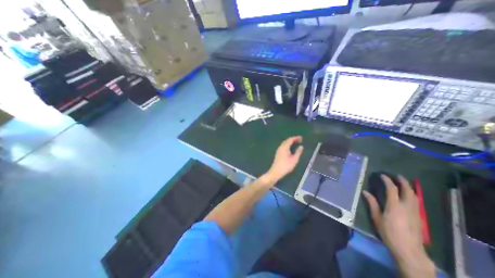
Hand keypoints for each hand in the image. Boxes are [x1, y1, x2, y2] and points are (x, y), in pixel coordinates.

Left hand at [265, 136, 303, 181]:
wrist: (276, 172)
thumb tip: (301, 146)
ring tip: (296, 143)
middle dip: (293, 139)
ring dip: (290, 142)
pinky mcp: (278, 153)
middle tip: (299, 140)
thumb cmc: (286, 166)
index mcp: (284, 147)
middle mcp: (280, 147)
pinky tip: (290, 148)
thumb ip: (298, 152)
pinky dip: (288, 145)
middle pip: (287, 140)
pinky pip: (283, 146)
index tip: (301, 138)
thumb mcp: (294, 159)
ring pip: (284, 143)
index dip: (296, 138)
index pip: (290, 140)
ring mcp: (278, 150)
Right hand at [362, 176, 433, 277]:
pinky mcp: (418, 217)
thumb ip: (372, 203)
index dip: (387, 180)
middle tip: (397, 176)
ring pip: (415, 196)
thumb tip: (365, 192)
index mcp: (395, 206)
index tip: (382, 175)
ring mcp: (415, 212)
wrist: (408, 250)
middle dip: (403, 182)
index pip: (392, 189)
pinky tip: (409, 196)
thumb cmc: (389, 232)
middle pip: (408, 191)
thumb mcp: (377, 217)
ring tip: (404, 183)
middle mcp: (407, 206)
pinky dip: (412, 195)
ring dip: (409, 188)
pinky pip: (416, 202)